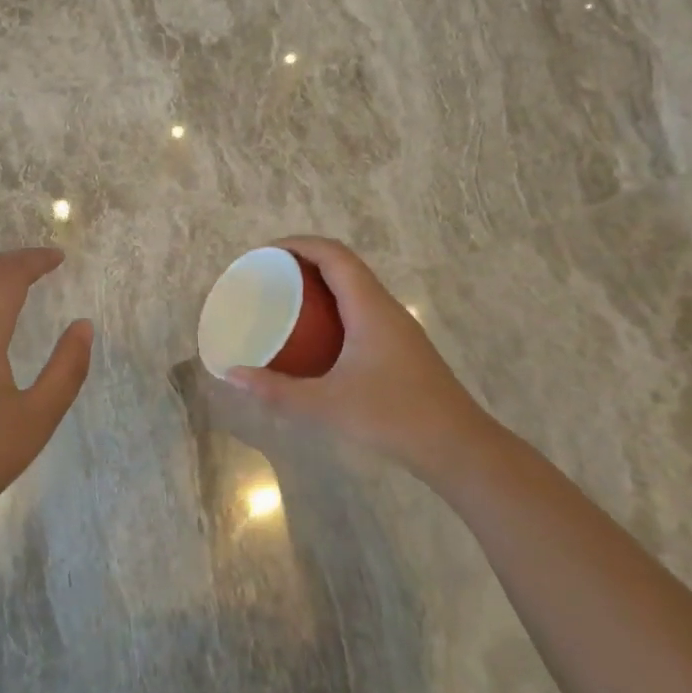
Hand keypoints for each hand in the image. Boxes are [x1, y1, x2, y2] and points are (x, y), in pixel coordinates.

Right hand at [224, 237, 496, 480]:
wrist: (459, 448)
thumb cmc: (393, 416)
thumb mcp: (328, 404)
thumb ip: (278, 390)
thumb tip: (232, 374)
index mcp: (369, 306)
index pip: (333, 254)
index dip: (298, 244)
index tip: (265, 253)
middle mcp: (385, 307)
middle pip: (344, 264)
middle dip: (305, 260)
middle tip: (269, 275)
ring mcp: (397, 327)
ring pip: (356, 287)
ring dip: (322, 282)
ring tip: (287, 299)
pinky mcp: (401, 347)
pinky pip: (362, 308)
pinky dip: (335, 306)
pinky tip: (319, 336)